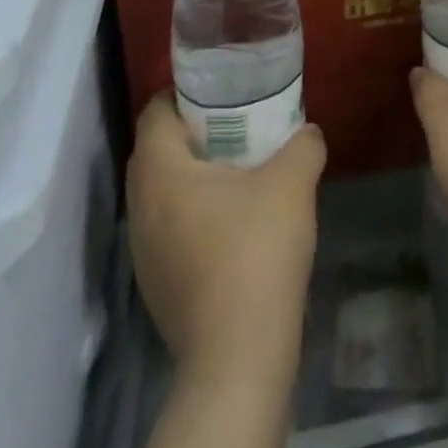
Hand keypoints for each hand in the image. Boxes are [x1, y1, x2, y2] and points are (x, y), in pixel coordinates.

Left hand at [126, 93, 325, 383]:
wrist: (238, 355)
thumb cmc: (257, 251)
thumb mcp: (293, 182)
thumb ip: (303, 144)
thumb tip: (306, 133)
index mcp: (161, 172)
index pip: (155, 111)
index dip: (185, 93)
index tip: (224, 91)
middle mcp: (140, 206)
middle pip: (156, 150)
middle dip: (193, 131)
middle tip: (238, 124)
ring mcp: (143, 250)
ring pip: (162, 191)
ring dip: (193, 174)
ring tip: (240, 170)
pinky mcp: (156, 282)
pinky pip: (169, 225)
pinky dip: (194, 210)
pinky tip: (235, 221)